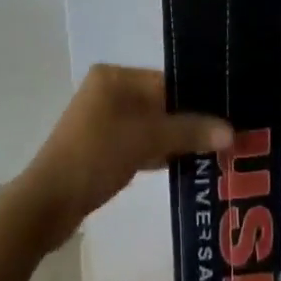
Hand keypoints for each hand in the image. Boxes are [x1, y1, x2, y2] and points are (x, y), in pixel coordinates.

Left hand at [13, 65, 231, 248]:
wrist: (47, 203)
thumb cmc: (95, 156)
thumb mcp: (146, 140)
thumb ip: (189, 131)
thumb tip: (232, 132)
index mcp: (114, 77)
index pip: (166, 80)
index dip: (197, 98)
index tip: (228, 115)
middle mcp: (108, 91)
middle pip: (160, 103)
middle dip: (190, 121)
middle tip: (227, 136)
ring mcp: (102, 120)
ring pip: (151, 125)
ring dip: (176, 139)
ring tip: (215, 153)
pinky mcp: (101, 147)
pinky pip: (139, 143)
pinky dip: (159, 152)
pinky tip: (185, 165)